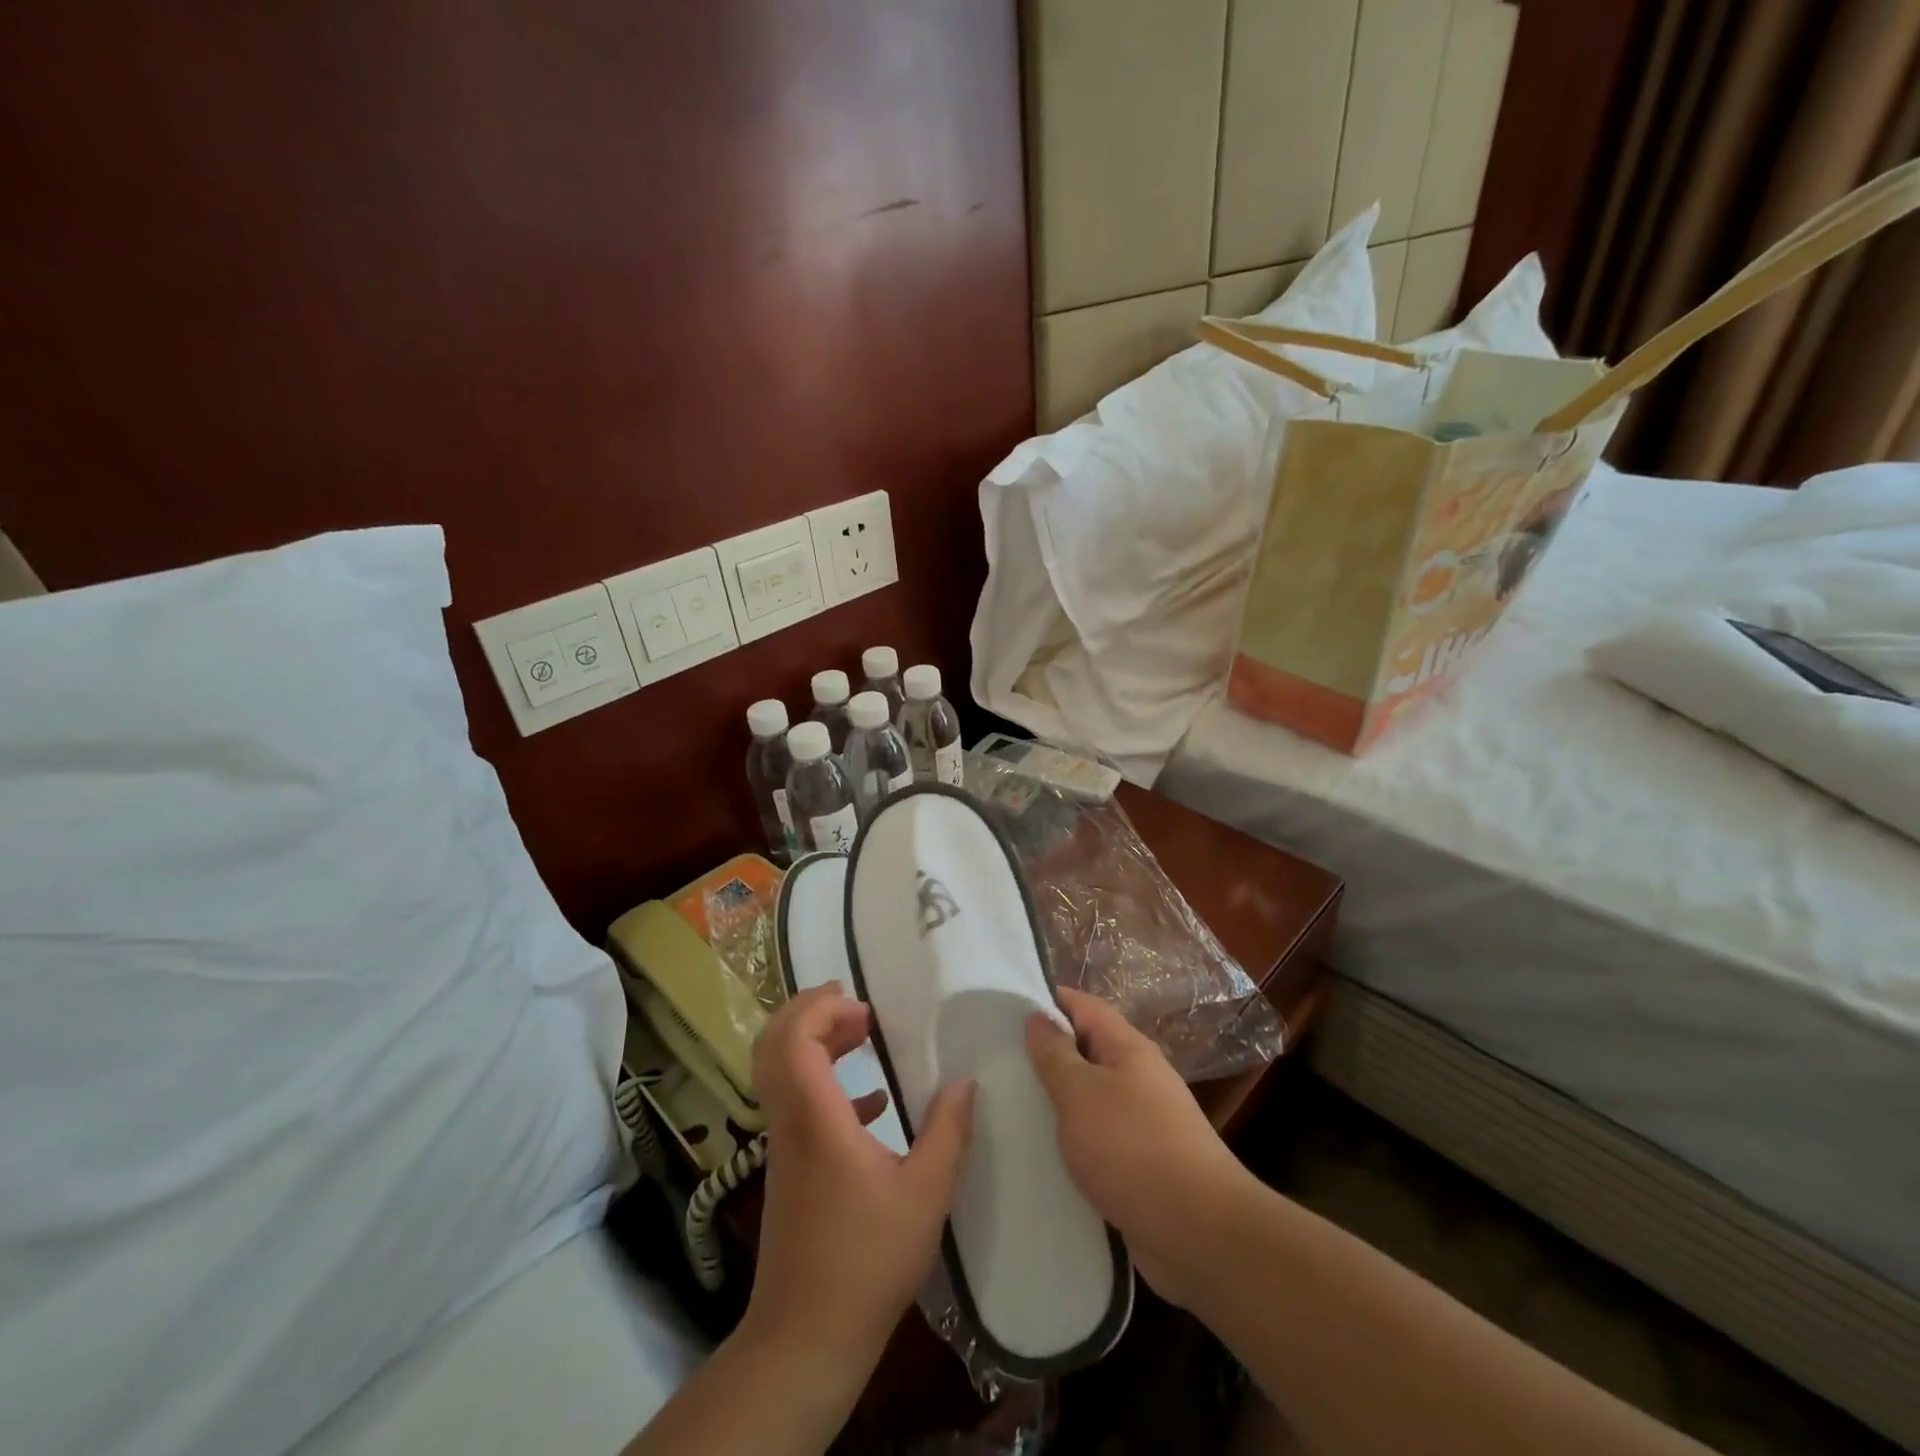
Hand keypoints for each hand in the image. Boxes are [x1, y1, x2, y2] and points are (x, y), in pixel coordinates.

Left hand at [746, 985, 976, 1374]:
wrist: (807, 1337)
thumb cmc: (867, 1261)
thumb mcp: (926, 1194)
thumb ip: (949, 1132)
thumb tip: (965, 1081)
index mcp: (816, 1119)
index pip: (792, 1039)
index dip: (819, 1008)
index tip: (863, 1007)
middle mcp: (790, 1123)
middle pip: (773, 1045)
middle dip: (810, 1012)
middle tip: (858, 1008)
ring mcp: (785, 1146)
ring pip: (783, 1072)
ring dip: (818, 1043)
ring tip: (865, 1036)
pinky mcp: (791, 1169)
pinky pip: (798, 1105)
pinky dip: (828, 1085)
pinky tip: (874, 1103)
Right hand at [1025, 987, 1253, 1306]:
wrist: (1198, 1234)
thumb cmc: (1132, 1148)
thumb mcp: (1081, 1093)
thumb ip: (1055, 1055)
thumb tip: (1037, 1017)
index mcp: (1128, 1048)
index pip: (1083, 1006)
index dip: (1047, 1001)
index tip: (1005, 1009)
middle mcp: (1138, 1077)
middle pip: (1086, 1051)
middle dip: (1046, 1054)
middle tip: (997, 1062)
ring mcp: (1143, 1122)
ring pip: (1090, 1098)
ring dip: (1056, 1101)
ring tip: (1008, 1107)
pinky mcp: (1141, 1165)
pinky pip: (1097, 1140)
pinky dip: (1071, 1141)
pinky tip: (1041, 1155)